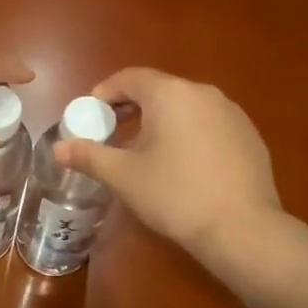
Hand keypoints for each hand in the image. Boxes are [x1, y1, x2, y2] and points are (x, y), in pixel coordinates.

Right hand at [55, 67, 282, 260]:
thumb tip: (59, 148)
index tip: (91, 115)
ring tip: (146, 151)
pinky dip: (188, 133)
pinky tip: (184, 166)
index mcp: (169, 94)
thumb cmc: (175, 195)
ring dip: (161, 120)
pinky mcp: (249, 135)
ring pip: (185, 106)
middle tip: (113, 133)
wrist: (243, 229)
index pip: (129, 77)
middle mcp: (203, 92)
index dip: (105, 93)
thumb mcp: (124, 176)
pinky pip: (208, 123)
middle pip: (158, 89)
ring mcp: (231, 112)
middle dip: (131, 107)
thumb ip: (89, 156)